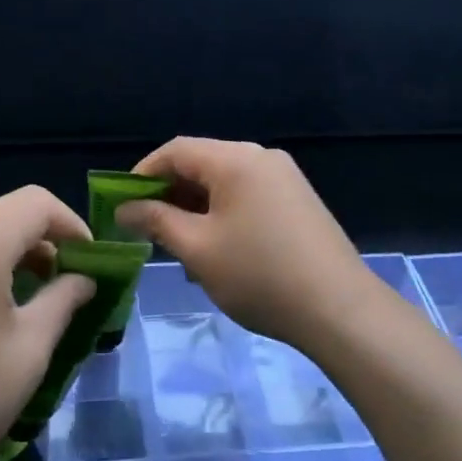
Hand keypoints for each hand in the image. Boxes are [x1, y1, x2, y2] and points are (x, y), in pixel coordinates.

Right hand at [114, 138, 382, 354]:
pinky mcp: (299, 201)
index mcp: (236, 159)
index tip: (121, 204)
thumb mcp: (198, 249)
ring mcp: (285, 178)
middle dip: (169, 192)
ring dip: (195, 206)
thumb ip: (157, 221)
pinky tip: (217, 248)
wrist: (340, 309)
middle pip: (202, 162)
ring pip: (225, 182)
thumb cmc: (260, 275)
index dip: (142, 173)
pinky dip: (223, 213)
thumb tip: (124, 209)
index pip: (176, 150)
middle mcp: (262, 157)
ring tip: (179, 244)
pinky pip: (248, 195)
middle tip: (147, 228)